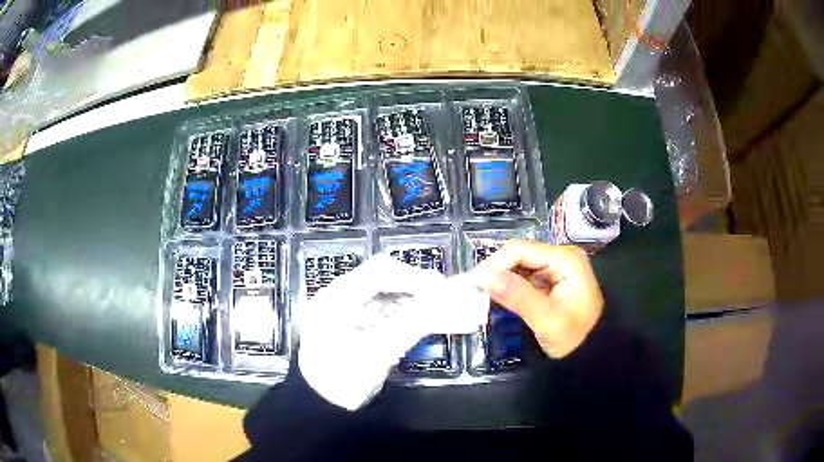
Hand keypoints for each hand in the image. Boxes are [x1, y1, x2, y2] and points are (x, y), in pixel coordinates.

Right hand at [472, 242, 602, 358]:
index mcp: (565, 259)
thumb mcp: (547, 320)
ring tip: (482, 294)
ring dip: (501, 278)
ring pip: (519, 265)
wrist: (593, 352)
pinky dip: (510, 285)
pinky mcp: (551, 279)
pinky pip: (524, 276)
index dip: (494, 264)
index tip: (473, 283)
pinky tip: (499, 295)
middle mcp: (560, 256)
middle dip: (496, 271)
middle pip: (519, 254)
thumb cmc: (575, 337)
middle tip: (475, 291)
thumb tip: (485, 277)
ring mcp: (556, 267)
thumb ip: (519, 297)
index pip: (521, 250)